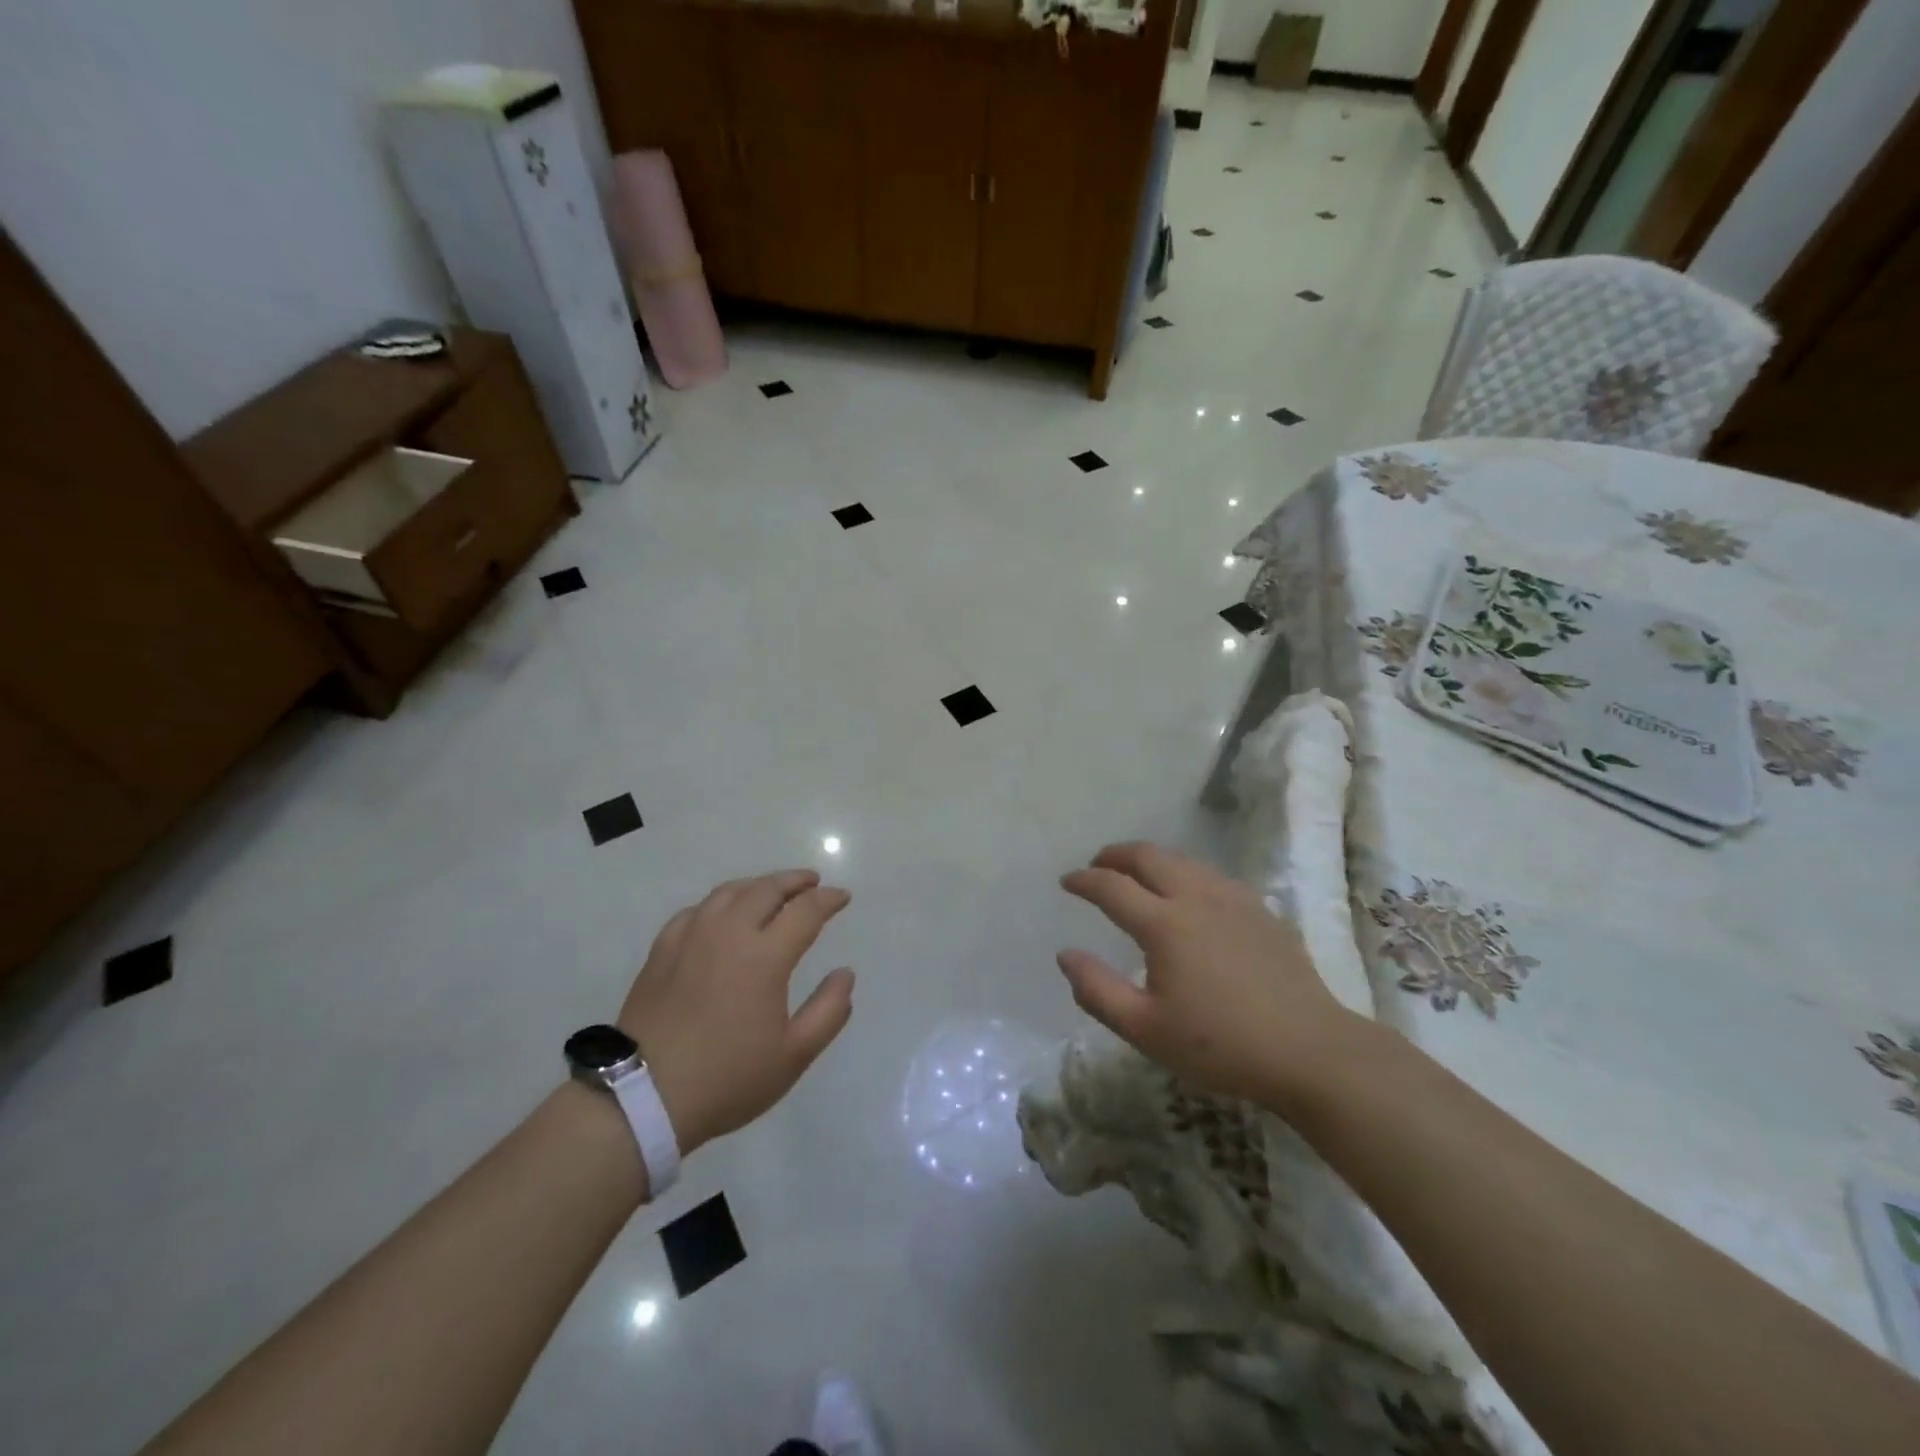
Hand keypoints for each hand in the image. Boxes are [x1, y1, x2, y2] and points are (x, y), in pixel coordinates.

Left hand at [617, 870, 853, 1153]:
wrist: (642, 1097)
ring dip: (758, 884)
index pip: (805, 910)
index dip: (828, 899)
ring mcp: (691, 937)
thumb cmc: (727, 1078)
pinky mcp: (662, 950)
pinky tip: (722, 913)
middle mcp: (729, 933)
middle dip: (795, 881)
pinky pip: (697, 910)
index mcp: (765, 956)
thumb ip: (829, 1011)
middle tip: (812, 882)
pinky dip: (720, 902)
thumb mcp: (793, 1055)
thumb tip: (845, 973)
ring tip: (772, 890)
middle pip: (767, 889)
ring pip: (730, 892)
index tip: (843, 897)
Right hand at [1057, 842, 1360, 1108]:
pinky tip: (1189, 892)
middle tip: (1098, 864)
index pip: (1111, 887)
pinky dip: (1185, 871)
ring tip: (1137, 873)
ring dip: (1151, 859)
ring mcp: (1233, 900)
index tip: (1067, 882)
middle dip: (1116, 855)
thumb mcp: (1145, 1030)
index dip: (1084, 880)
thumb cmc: (1220, 1045)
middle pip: (1148, 856)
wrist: (1309, 1051)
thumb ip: (1097, 990)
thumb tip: (1066, 955)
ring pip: (1183, 860)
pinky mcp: (1260, 911)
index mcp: (1164, 924)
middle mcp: (1196, 897)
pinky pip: (1211, 875)